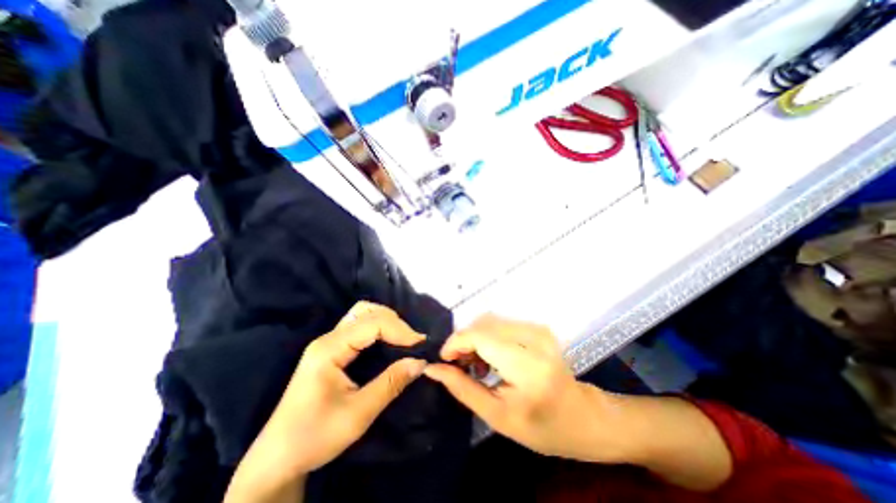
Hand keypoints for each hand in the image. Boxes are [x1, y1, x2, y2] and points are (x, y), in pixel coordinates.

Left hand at [228, 300, 429, 500]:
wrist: (277, 459)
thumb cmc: (315, 437)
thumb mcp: (358, 414)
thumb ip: (391, 384)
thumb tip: (421, 362)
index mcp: (329, 349)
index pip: (372, 323)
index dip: (400, 330)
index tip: (420, 344)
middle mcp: (328, 338)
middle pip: (366, 311)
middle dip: (394, 322)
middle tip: (411, 341)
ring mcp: (328, 342)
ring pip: (362, 314)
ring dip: (385, 321)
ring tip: (403, 339)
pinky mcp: (331, 349)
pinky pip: (359, 326)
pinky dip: (378, 327)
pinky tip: (388, 341)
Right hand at [423, 315, 625, 463]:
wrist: (583, 417)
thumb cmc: (543, 427)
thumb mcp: (497, 416)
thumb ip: (462, 388)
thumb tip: (432, 368)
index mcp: (528, 366)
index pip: (480, 336)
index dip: (455, 343)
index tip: (444, 359)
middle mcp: (534, 338)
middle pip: (482, 325)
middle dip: (464, 342)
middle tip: (460, 367)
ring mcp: (538, 328)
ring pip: (489, 321)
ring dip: (475, 339)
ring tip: (476, 366)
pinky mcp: (537, 326)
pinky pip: (501, 323)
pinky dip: (488, 337)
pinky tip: (490, 358)